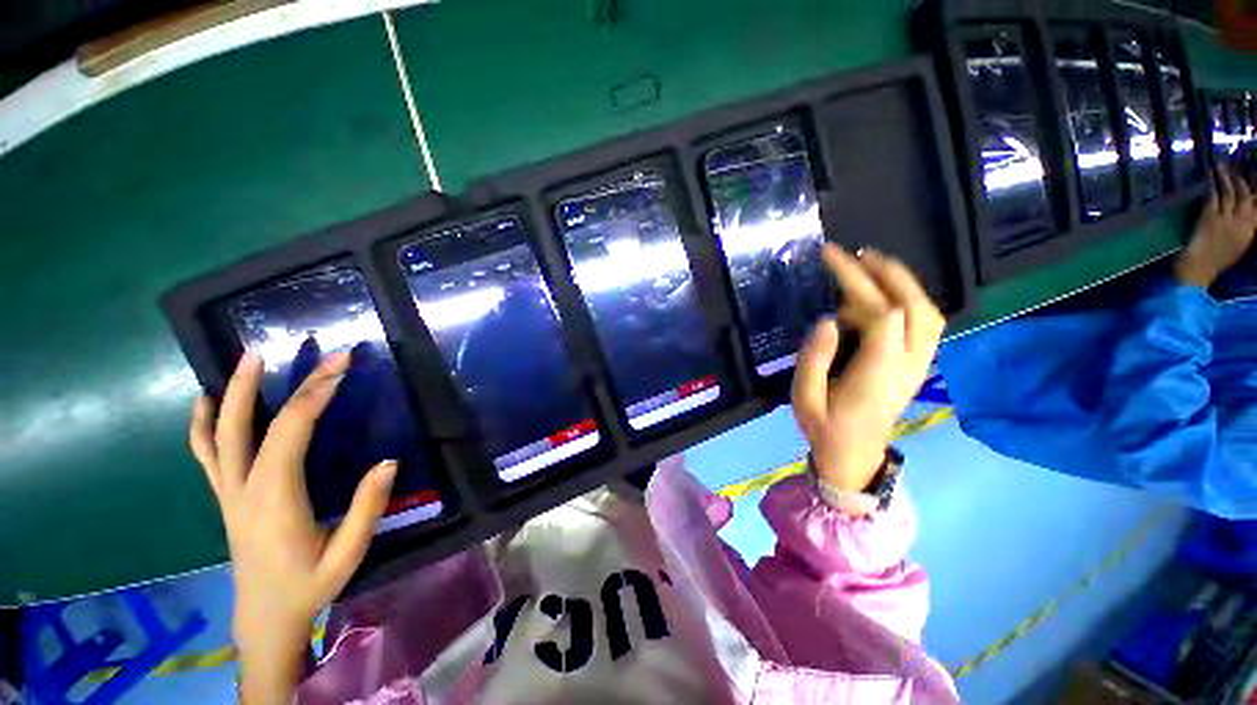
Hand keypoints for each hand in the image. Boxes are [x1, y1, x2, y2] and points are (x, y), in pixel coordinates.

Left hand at [189, 351, 396, 704]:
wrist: (264, 619)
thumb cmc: (308, 586)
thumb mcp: (348, 554)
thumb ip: (367, 508)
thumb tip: (388, 461)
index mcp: (274, 500)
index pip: (289, 433)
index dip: (313, 395)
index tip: (338, 367)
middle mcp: (243, 489)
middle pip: (247, 426)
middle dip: (268, 385)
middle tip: (287, 350)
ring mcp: (228, 493)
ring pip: (218, 435)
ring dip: (231, 394)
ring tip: (246, 360)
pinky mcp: (226, 497)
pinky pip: (206, 453)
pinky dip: (203, 423)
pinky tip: (206, 402)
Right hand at [792, 245, 943, 495]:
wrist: (855, 457)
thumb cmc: (824, 428)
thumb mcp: (805, 397)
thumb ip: (814, 359)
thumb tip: (827, 319)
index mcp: (877, 373)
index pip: (881, 314)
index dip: (858, 281)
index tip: (832, 257)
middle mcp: (908, 365)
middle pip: (915, 308)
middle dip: (888, 273)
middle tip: (858, 253)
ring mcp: (919, 366)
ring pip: (929, 314)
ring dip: (904, 284)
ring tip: (872, 266)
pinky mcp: (917, 367)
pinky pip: (924, 325)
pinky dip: (908, 300)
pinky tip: (883, 295)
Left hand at [1176, 166, 1256, 287]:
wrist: (1198, 270)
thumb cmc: (1216, 261)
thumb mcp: (1238, 244)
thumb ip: (1244, 227)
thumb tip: (1246, 210)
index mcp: (1250, 230)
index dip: (1255, 189)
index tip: (1253, 176)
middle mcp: (1242, 222)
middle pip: (1246, 194)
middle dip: (1242, 178)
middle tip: (1236, 166)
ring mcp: (1226, 219)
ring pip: (1230, 191)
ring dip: (1226, 176)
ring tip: (1220, 165)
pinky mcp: (1210, 218)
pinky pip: (1213, 196)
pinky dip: (1212, 183)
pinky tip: (1210, 175)